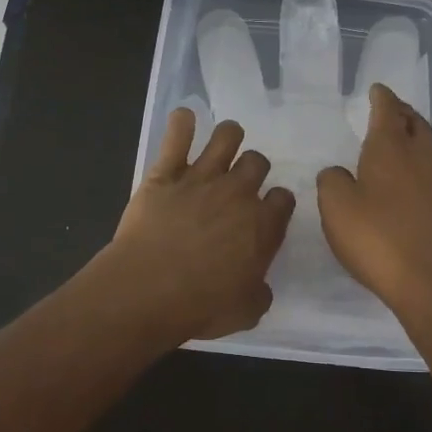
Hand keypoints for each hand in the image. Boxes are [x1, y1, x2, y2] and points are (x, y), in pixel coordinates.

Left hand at [90, 107, 295, 346]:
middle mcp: (237, 193)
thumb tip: (259, 286)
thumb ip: (259, 293)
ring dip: (228, 135)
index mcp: (262, 225)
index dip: (277, 203)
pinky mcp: (166, 173)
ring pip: (226, 137)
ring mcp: (201, 177)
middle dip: (253, 168)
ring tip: (225, 140)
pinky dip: (181, 123)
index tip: (268, 212)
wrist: (148, 289)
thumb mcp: (245, 312)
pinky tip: (184, 119)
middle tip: (241, 182)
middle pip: (257, 162)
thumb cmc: (200, 306)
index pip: (283, 199)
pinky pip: (177, 136)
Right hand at [316, 84, 431, 316]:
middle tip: (390, 108)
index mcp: (390, 149)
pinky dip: (418, 163)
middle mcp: (419, 158)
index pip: (388, 111)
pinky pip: (431, 172)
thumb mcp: (335, 205)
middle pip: (415, 123)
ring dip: (413, 136)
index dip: (382, 97)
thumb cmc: (375, 236)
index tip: (377, 89)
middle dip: (403, 112)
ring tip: (399, 139)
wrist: (425, 280)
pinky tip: (407, 178)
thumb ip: (332, 180)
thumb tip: (338, 173)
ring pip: (427, 147)